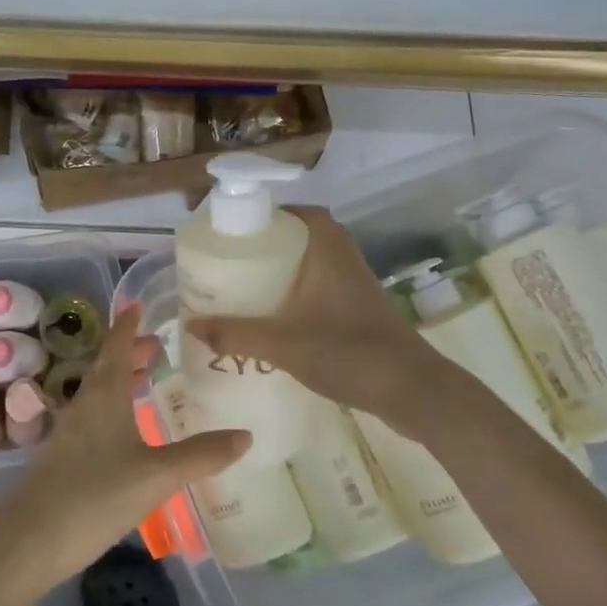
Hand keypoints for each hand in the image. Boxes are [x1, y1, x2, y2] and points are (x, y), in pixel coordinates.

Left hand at [0, 306, 250, 593]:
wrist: (29, 540)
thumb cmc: (95, 495)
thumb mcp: (157, 475)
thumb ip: (201, 455)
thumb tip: (246, 435)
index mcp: (104, 396)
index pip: (117, 347)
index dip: (128, 325)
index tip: (136, 304)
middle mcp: (84, 405)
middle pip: (107, 368)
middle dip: (130, 353)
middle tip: (157, 346)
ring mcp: (70, 433)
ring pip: (99, 393)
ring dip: (122, 381)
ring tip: (146, 379)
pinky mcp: (63, 459)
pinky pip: (94, 418)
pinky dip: (114, 409)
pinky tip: (126, 432)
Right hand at [185, 205, 470, 439]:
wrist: (414, 392)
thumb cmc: (350, 353)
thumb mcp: (285, 344)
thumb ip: (237, 334)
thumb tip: (192, 326)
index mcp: (329, 251)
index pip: (301, 213)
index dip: (269, 214)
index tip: (236, 228)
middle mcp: (343, 260)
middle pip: (302, 238)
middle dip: (267, 246)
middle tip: (231, 260)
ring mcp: (353, 288)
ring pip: (311, 266)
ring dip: (281, 272)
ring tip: (243, 288)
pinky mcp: (357, 313)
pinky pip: (318, 290)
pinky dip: (295, 296)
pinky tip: (273, 320)